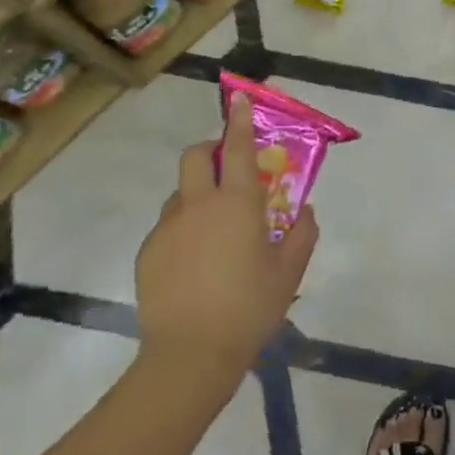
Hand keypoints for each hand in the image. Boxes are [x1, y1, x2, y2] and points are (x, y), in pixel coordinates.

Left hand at [134, 93, 317, 398]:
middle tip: (226, 172)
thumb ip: (302, 235)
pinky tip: (193, 266)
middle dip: (210, 150)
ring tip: (212, 234)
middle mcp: (199, 204)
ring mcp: (168, 228)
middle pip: (196, 156)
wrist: (189, 357)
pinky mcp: (148, 253)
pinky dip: (182, 231)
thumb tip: (306, 211)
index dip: (239, 119)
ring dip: (196, 197)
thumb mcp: (288, 273)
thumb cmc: (249, 309)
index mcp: (237, 203)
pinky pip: (167, 227)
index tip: (238, 97)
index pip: (239, 148)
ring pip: (180, 193)